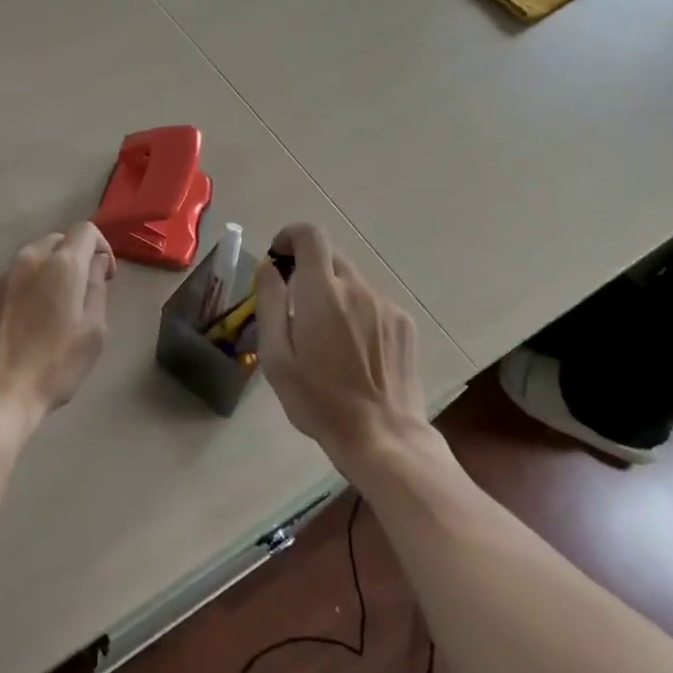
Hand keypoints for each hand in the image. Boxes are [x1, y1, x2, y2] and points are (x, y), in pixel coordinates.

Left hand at [0, 221, 114, 434]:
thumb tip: (94, 264)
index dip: (101, 247)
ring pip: (33, 258)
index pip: (86, 230)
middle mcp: (30, 258)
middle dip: (74, 258)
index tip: (105, 276)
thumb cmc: (53, 365)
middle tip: (81, 292)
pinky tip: (26, 320)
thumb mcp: (93, 331)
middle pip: (58, 240)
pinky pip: (13, 278)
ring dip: (49, 272)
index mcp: (62, 264)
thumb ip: (97, 288)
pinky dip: (27, 287)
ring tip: (52, 307)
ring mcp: (2, 274)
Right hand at [255, 223, 425, 469]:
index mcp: (323, 294)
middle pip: (330, 258)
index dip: (290, 235)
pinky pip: (372, 302)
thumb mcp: (276, 357)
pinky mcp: (404, 324)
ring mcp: (386, 306)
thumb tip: (268, 267)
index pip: (310, 235)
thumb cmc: (319, 401)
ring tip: (325, 337)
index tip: (278, 256)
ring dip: (333, 294)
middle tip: (295, 307)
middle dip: (308, 271)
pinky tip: (353, 351)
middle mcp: (358, 289)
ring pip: (352, 282)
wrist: (383, 437)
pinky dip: (356, 312)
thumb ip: (270, 303)